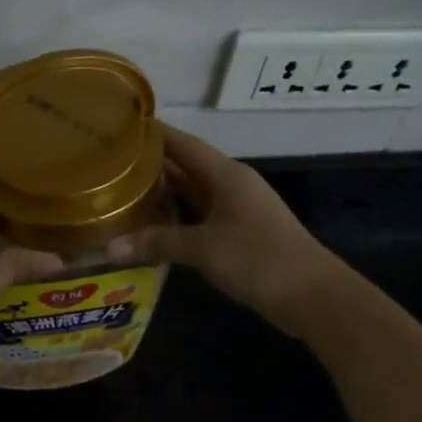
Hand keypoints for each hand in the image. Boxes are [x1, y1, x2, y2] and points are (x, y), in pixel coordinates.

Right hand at [109, 124, 337, 327]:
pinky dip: (175, 215)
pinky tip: (150, 223)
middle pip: (184, 165)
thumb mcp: (203, 248)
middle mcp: (230, 183)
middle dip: (148, 164)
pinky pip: (199, 214)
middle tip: (107, 162)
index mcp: (225, 173)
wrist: (314, 296)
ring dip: (161, 192)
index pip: (180, 142)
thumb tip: (109, 247)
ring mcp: (236, 208)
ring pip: (191, 191)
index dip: (151, 133)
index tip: (116, 126)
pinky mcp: (238, 231)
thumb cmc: (259, 258)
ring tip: (119, 189)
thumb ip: (156, 243)